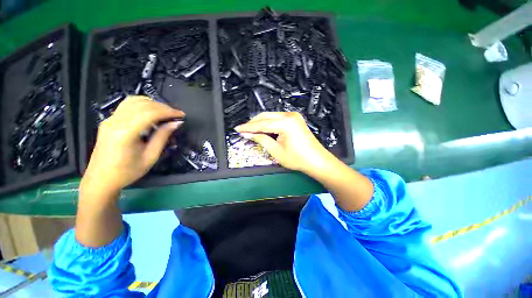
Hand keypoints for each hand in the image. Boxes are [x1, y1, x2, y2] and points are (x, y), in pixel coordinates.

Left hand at [80, 96, 184, 196]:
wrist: (101, 179)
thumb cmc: (127, 172)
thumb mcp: (150, 157)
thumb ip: (162, 137)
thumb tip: (176, 123)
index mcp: (125, 133)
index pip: (150, 113)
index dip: (168, 111)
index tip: (182, 115)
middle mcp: (115, 122)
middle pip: (142, 105)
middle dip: (163, 107)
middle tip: (176, 115)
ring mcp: (110, 120)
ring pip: (134, 101)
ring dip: (153, 104)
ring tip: (165, 113)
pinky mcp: (109, 121)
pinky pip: (127, 105)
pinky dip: (142, 105)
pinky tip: (151, 112)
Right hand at [235, 112, 331, 172]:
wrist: (316, 161)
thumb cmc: (297, 159)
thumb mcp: (276, 151)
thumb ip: (261, 139)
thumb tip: (248, 134)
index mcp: (286, 123)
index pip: (262, 123)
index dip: (248, 127)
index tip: (238, 129)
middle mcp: (290, 116)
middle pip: (266, 116)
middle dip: (254, 123)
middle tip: (244, 130)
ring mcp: (293, 116)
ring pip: (271, 116)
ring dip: (261, 123)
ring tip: (252, 131)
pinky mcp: (295, 119)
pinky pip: (277, 118)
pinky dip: (269, 123)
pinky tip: (263, 129)